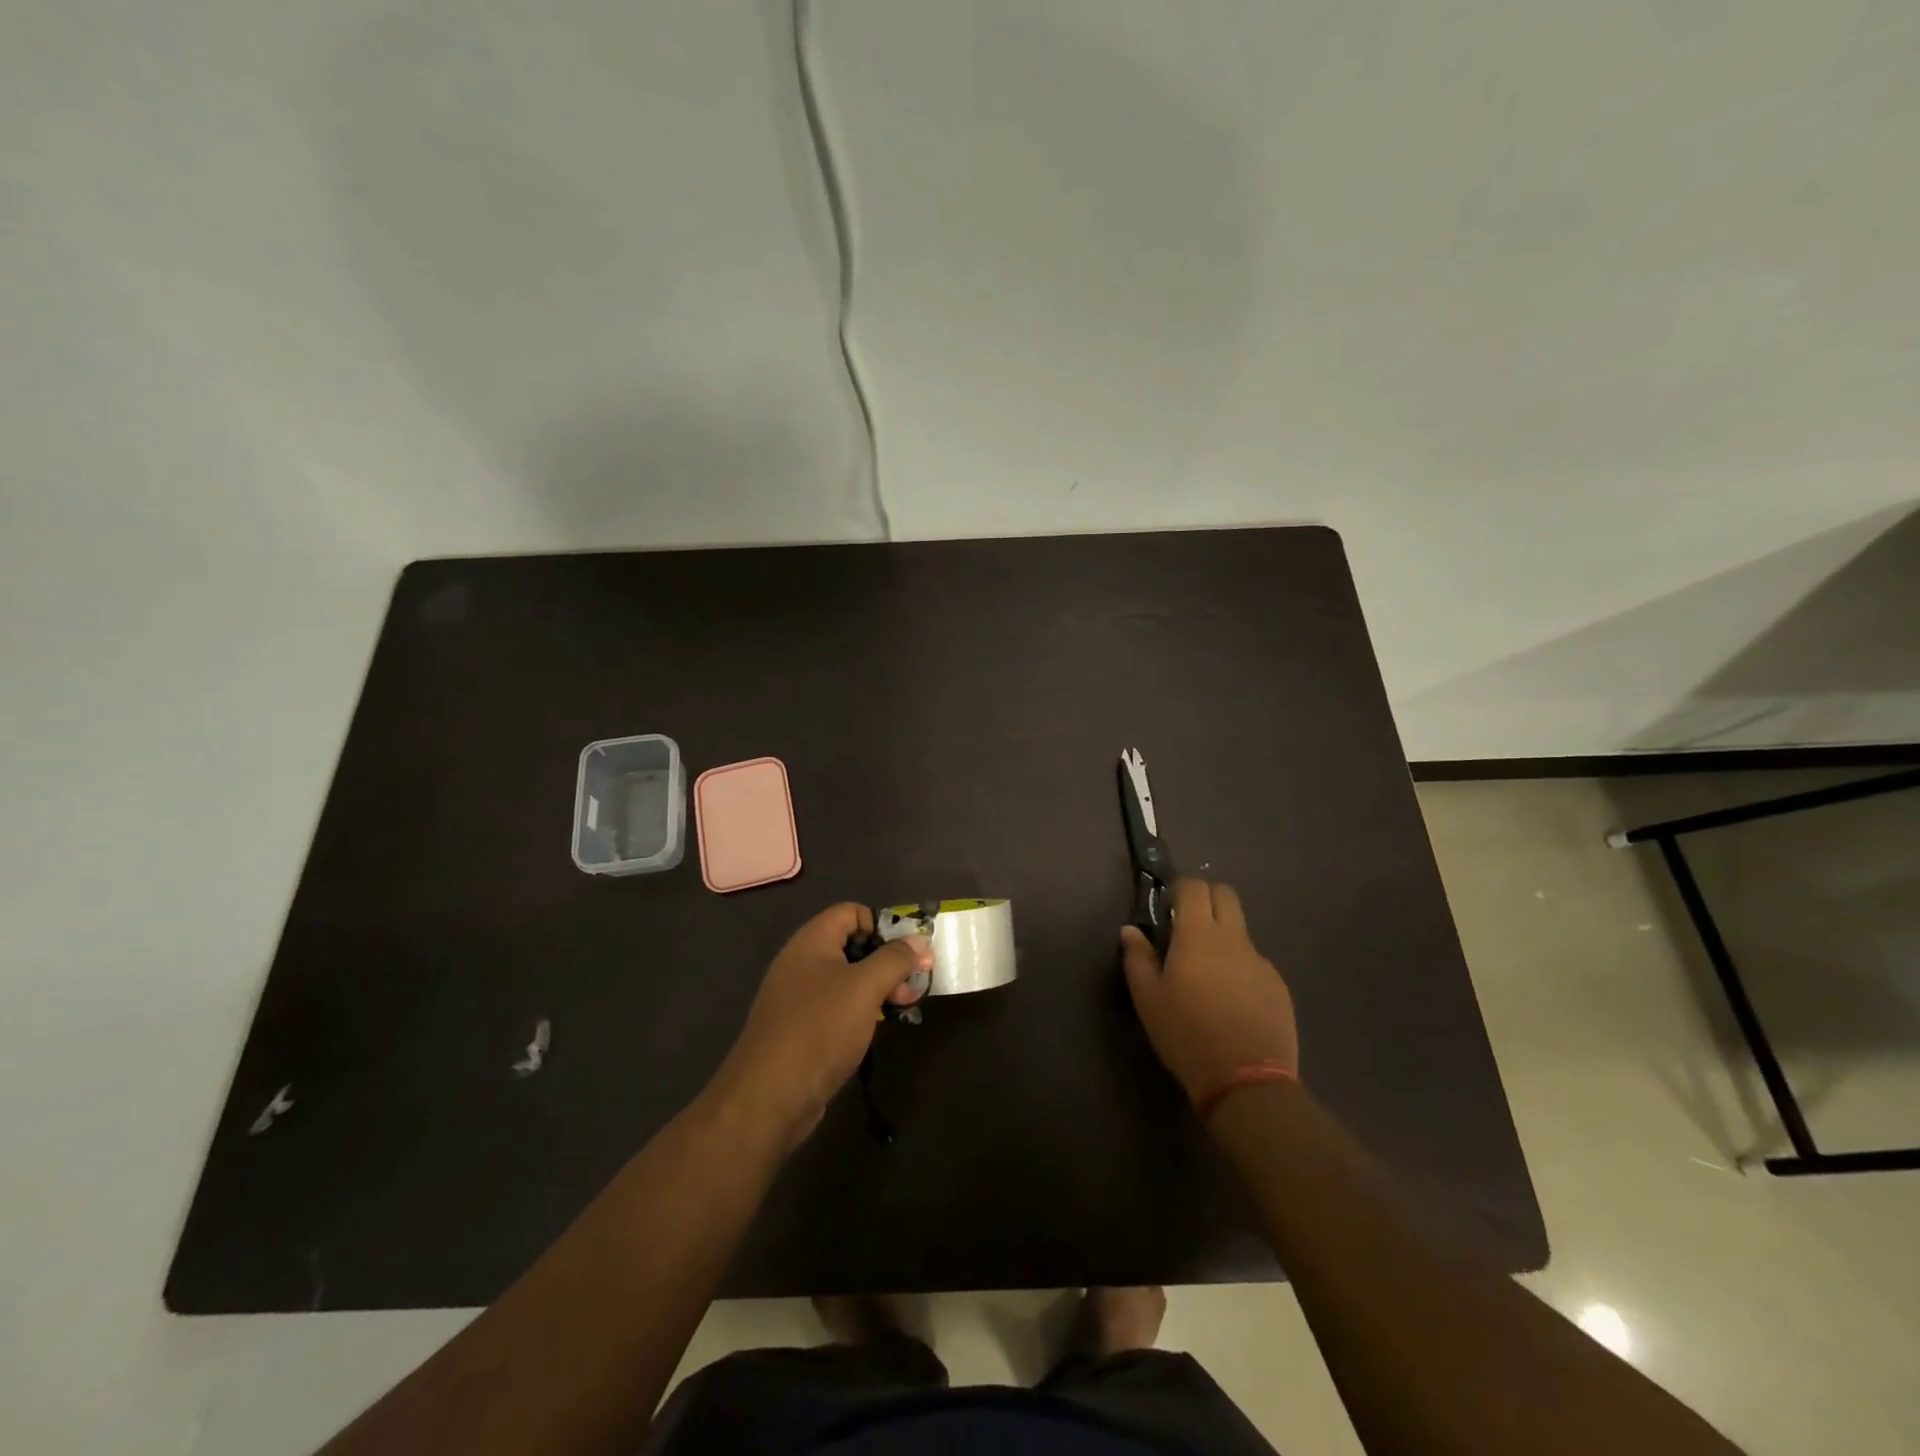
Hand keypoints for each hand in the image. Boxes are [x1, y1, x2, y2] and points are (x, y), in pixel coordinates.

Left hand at [711, 904, 932, 1151]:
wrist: (769, 1096)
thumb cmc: (820, 1029)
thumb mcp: (866, 988)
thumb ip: (895, 959)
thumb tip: (920, 939)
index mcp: (812, 941)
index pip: (852, 912)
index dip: (882, 925)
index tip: (908, 952)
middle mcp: (802, 962)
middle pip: (852, 944)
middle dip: (887, 960)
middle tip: (912, 986)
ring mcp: (798, 996)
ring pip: (847, 978)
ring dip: (878, 987)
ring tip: (902, 1008)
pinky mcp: (800, 1028)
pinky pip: (836, 1006)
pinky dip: (860, 1010)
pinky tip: (876, 1029)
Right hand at [1120, 879, 1298, 1107]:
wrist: (1247, 1082)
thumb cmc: (1186, 1035)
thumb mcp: (1148, 999)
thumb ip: (1137, 958)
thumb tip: (1131, 930)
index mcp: (1198, 936)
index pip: (1194, 887)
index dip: (1179, 891)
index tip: (1168, 911)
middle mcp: (1233, 939)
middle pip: (1226, 895)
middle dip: (1206, 900)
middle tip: (1188, 929)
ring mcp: (1260, 961)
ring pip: (1240, 931)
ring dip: (1223, 937)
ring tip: (1208, 976)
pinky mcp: (1278, 985)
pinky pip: (1254, 962)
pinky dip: (1239, 969)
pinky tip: (1231, 1003)